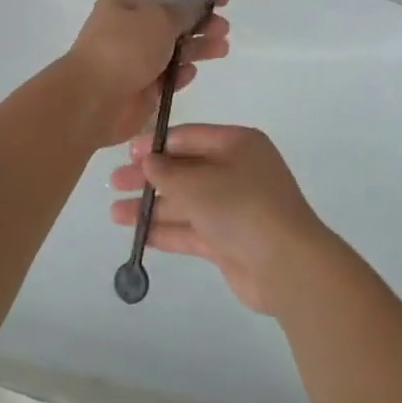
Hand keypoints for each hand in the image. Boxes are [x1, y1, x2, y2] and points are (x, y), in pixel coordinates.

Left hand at [60, 0, 229, 147]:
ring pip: (173, 50)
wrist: (94, 100)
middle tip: (224, 27)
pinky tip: (192, 73)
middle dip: (200, 23)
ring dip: (197, 48)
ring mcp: (134, 60)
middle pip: (172, 22)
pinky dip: (180, 74)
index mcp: (126, 3)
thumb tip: (198, 1)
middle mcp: (129, 29)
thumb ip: (184, 10)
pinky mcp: (140, 88)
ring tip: (222, 48)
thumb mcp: (159, 18)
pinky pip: (166, 77)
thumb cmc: (125, 48)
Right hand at [108, 125, 331, 315]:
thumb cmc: (242, 206)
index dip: (157, 144)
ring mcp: (234, 208)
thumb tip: (148, 161)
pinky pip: (192, 230)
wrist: (287, 265)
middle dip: (150, 177)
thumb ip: (168, 172)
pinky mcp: (229, 241)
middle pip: (185, 170)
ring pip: (186, 202)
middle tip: (114, 183)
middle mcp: (236, 171)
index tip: (127, 152)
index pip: (190, 137)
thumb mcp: (199, 182)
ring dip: (153, 206)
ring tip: (116, 213)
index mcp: (237, 144)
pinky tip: (139, 234)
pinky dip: (167, 231)